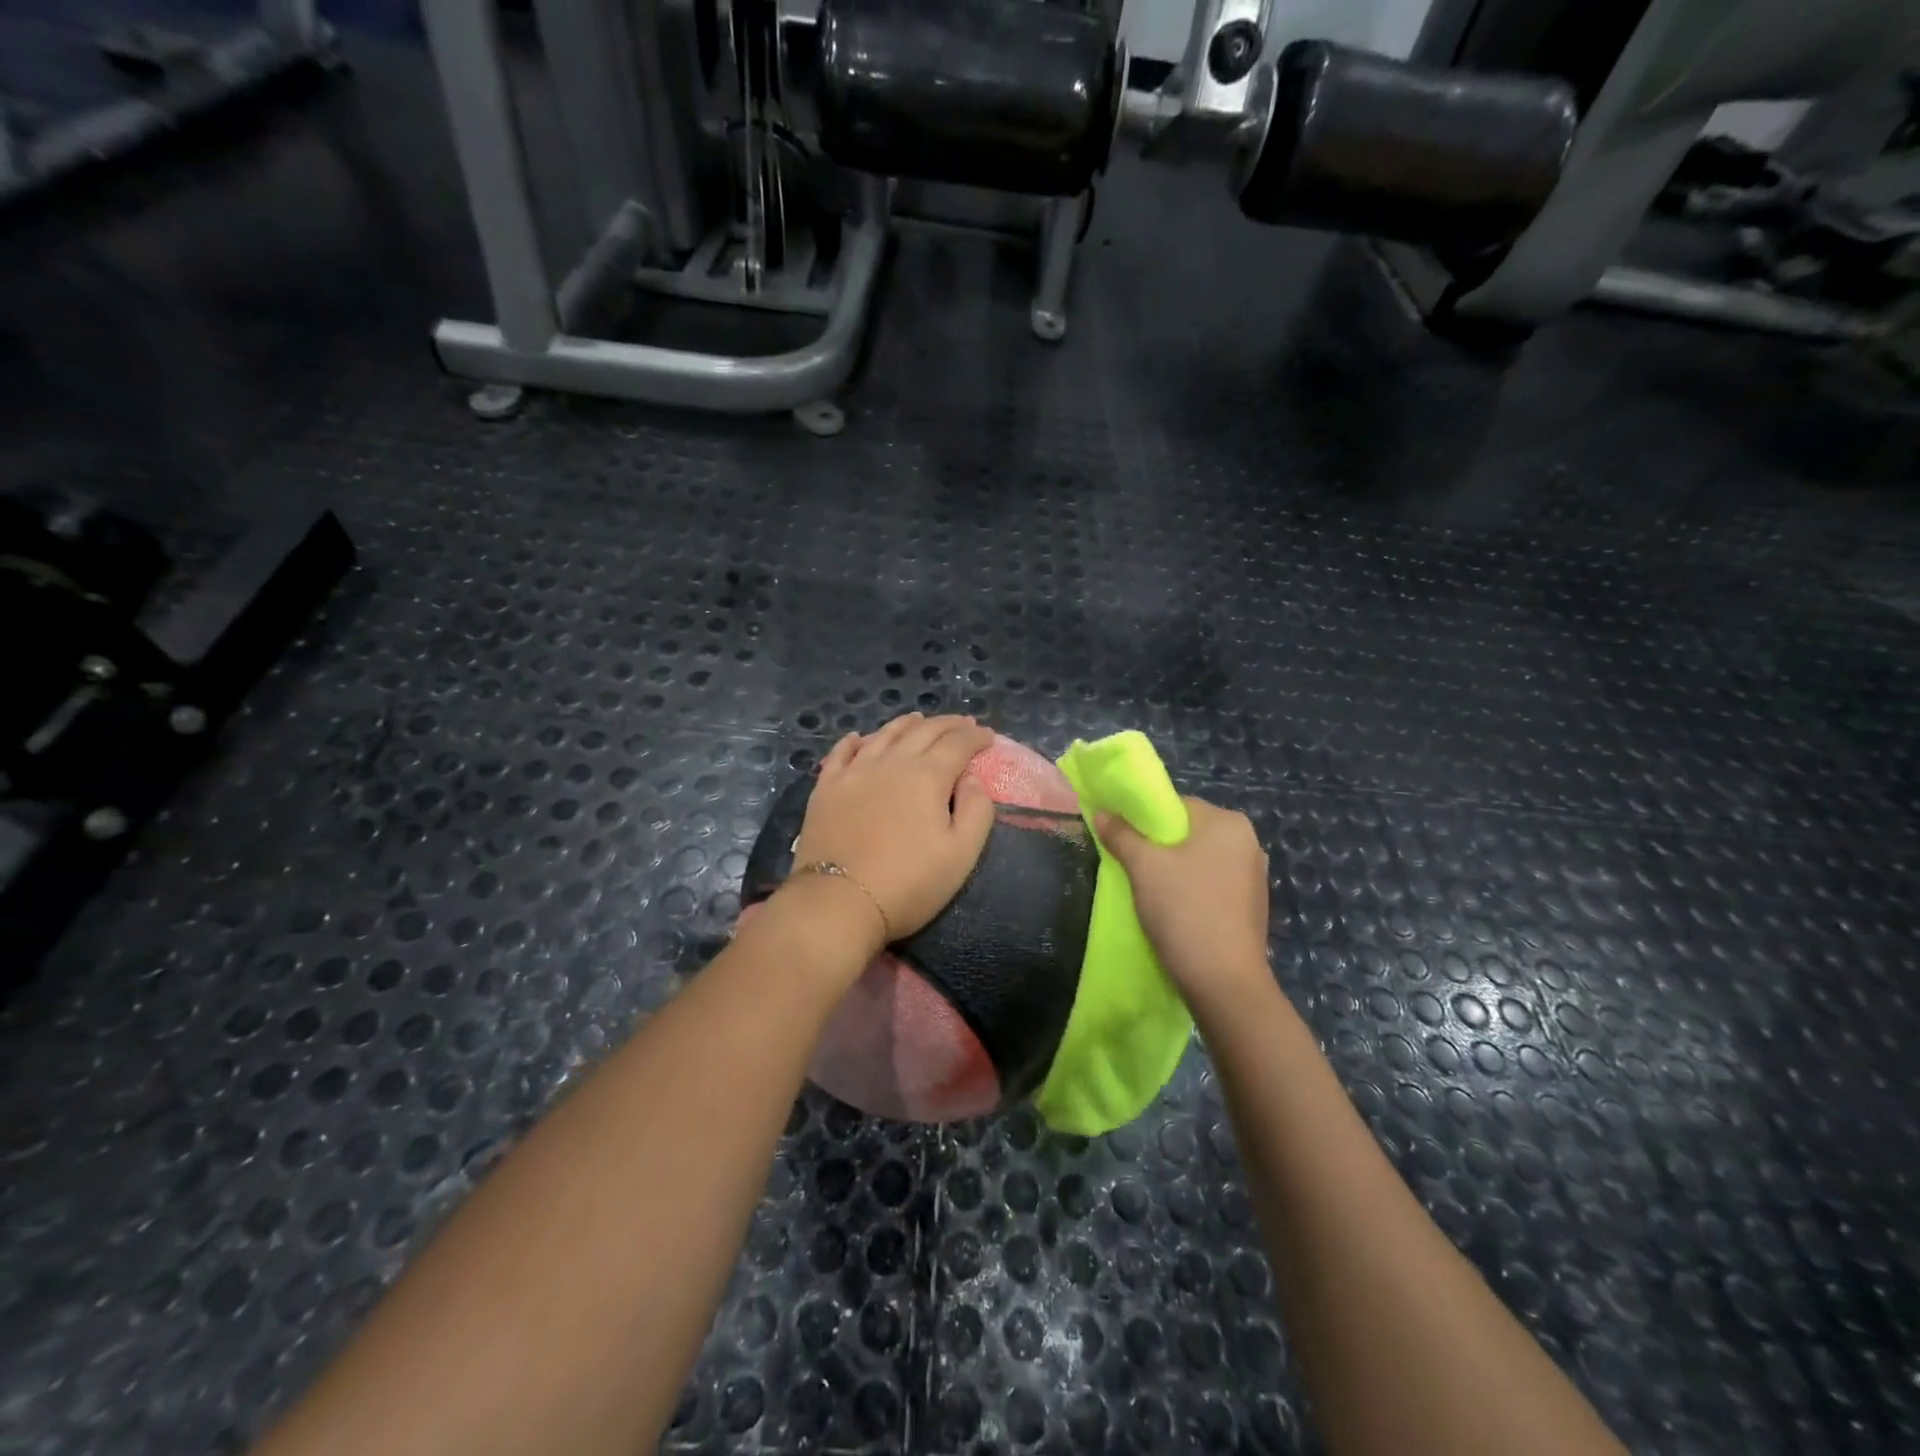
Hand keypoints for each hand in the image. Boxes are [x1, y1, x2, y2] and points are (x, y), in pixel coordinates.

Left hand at [787, 714, 996, 954]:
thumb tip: (971, 778)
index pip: (958, 744)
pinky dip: (855, 741)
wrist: (838, 902)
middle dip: (947, 725)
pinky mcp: (826, 788)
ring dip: (906, 724)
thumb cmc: (908, 884)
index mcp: (927, 776)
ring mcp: (854, 772)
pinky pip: (841, 753)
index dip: (976, 737)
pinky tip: (859, 738)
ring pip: (884, 735)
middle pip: (923, 731)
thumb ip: (976, 811)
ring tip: (918, 719)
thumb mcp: (960, 855)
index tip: (988, 736)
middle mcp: (891, 762)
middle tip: (962, 724)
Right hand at [1096, 796, 1271, 1007]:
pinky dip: (1191, 890)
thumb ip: (1121, 835)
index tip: (1122, 838)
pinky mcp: (1252, 906)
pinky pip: (1213, 884)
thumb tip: (1101, 812)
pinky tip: (1174, 910)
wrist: (1223, 981)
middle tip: (1131, 865)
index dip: (1145, 818)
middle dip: (1159, 846)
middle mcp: (1248, 842)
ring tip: (1148, 890)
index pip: (1177, 805)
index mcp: (1228, 823)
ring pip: (1201, 860)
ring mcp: (1254, 876)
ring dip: (1174, 870)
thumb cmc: (1183, 910)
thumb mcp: (1143, 867)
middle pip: (1189, 832)